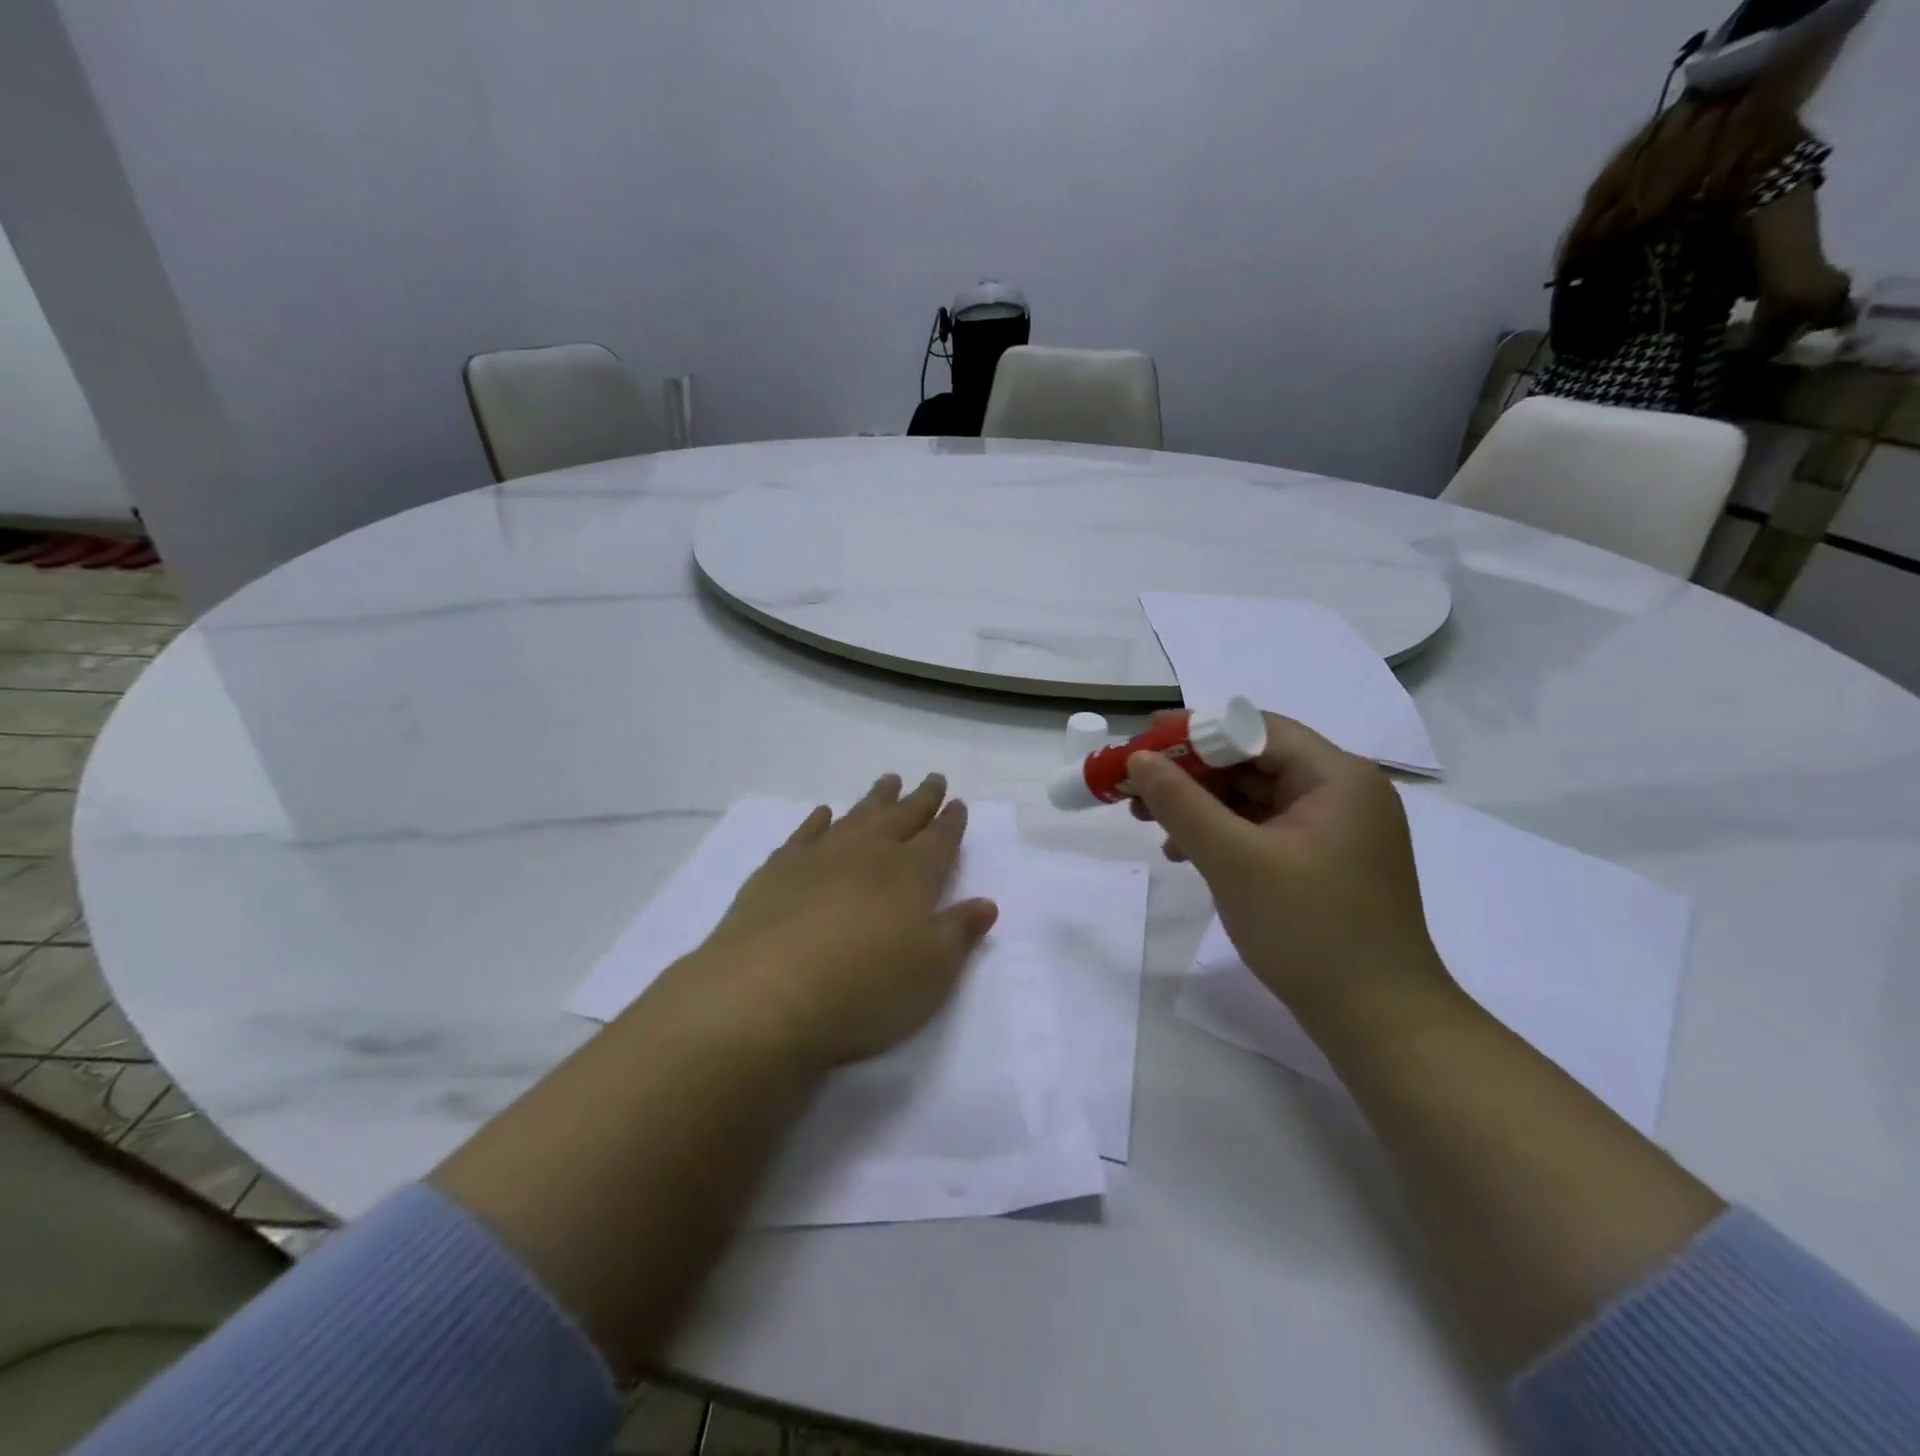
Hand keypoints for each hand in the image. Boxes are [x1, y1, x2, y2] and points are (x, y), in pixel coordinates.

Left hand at [651, 773, 998, 1072]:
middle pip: (902, 817)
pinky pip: (806, 832)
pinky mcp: (778, 869)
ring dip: (876, 799)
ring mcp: (820, 856)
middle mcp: (869, 854)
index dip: (951, 822)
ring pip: (857, 815)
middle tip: (933, 778)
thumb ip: (959, 933)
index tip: (957, 803)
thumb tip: (986, 903)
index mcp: (911, 875)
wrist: (765, 994)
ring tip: (889, 781)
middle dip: (921, 798)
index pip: (939, 839)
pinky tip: (824, 814)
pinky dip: (819, 820)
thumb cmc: (863, 990)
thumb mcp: (931, 974)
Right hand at [1128, 714, 1454, 1030]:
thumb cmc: (1309, 930)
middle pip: (1254, 761)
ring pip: (1255, 797)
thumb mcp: (1234, 860)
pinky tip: (1185, 853)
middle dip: (1191, 774)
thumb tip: (1138, 759)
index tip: (1141, 743)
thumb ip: (1181, 803)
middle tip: (1136, 788)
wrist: (1378, 1022)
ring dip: (1201, 806)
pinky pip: (1265, 829)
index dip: (1194, 731)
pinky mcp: (1326, 861)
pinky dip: (1224, 834)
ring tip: (1149, 822)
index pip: (1256, 730)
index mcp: (1338, 777)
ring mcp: (1337, 830)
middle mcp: (1343, 792)